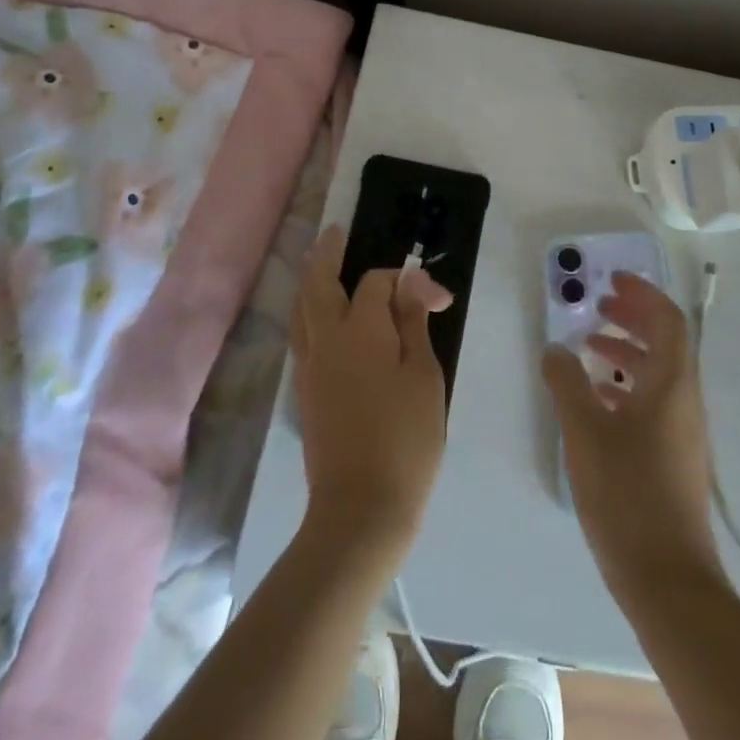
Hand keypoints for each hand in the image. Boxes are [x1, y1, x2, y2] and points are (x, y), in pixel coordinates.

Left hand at [290, 225, 452, 562]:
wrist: (361, 507)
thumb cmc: (406, 438)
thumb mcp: (424, 376)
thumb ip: (413, 324)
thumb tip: (411, 285)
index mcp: (360, 330)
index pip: (376, 283)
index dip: (408, 282)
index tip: (439, 301)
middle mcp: (326, 340)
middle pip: (318, 284)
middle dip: (326, 254)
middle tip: (335, 233)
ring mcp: (310, 367)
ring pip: (302, 308)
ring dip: (310, 279)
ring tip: (318, 262)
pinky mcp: (304, 391)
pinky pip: (300, 334)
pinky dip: (307, 312)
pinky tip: (318, 315)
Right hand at [542, 272, 723, 601]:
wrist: (667, 579)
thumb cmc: (627, 494)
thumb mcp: (585, 431)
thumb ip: (567, 382)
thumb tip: (555, 347)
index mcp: (672, 384)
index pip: (667, 320)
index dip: (642, 294)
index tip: (612, 280)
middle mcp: (685, 400)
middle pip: (665, 342)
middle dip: (632, 317)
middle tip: (598, 306)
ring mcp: (683, 431)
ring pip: (658, 373)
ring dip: (627, 352)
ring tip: (589, 348)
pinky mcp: (674, 457)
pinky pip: (653, 402)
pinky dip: (627, 386)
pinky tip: (597, 400)